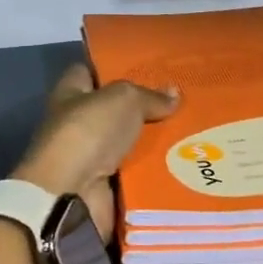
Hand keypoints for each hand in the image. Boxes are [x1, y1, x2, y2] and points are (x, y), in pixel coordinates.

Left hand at [11, 65, 178, 242]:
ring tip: (192, 133)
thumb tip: (174, 93)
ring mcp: (89, 158)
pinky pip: (136, 174)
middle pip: (114, 110)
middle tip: (181, 103)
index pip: (89, 72)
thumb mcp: (123, 99)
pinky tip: (185, 164)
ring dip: (154, 143)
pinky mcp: (104, 188)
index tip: (146, 69)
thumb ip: (148, 95)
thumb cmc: (89, 132)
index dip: (114, 68)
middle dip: (144, 108)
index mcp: (70, 94)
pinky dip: (155, 172)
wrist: (72, 195)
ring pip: (129, 144)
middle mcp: (76, 124)